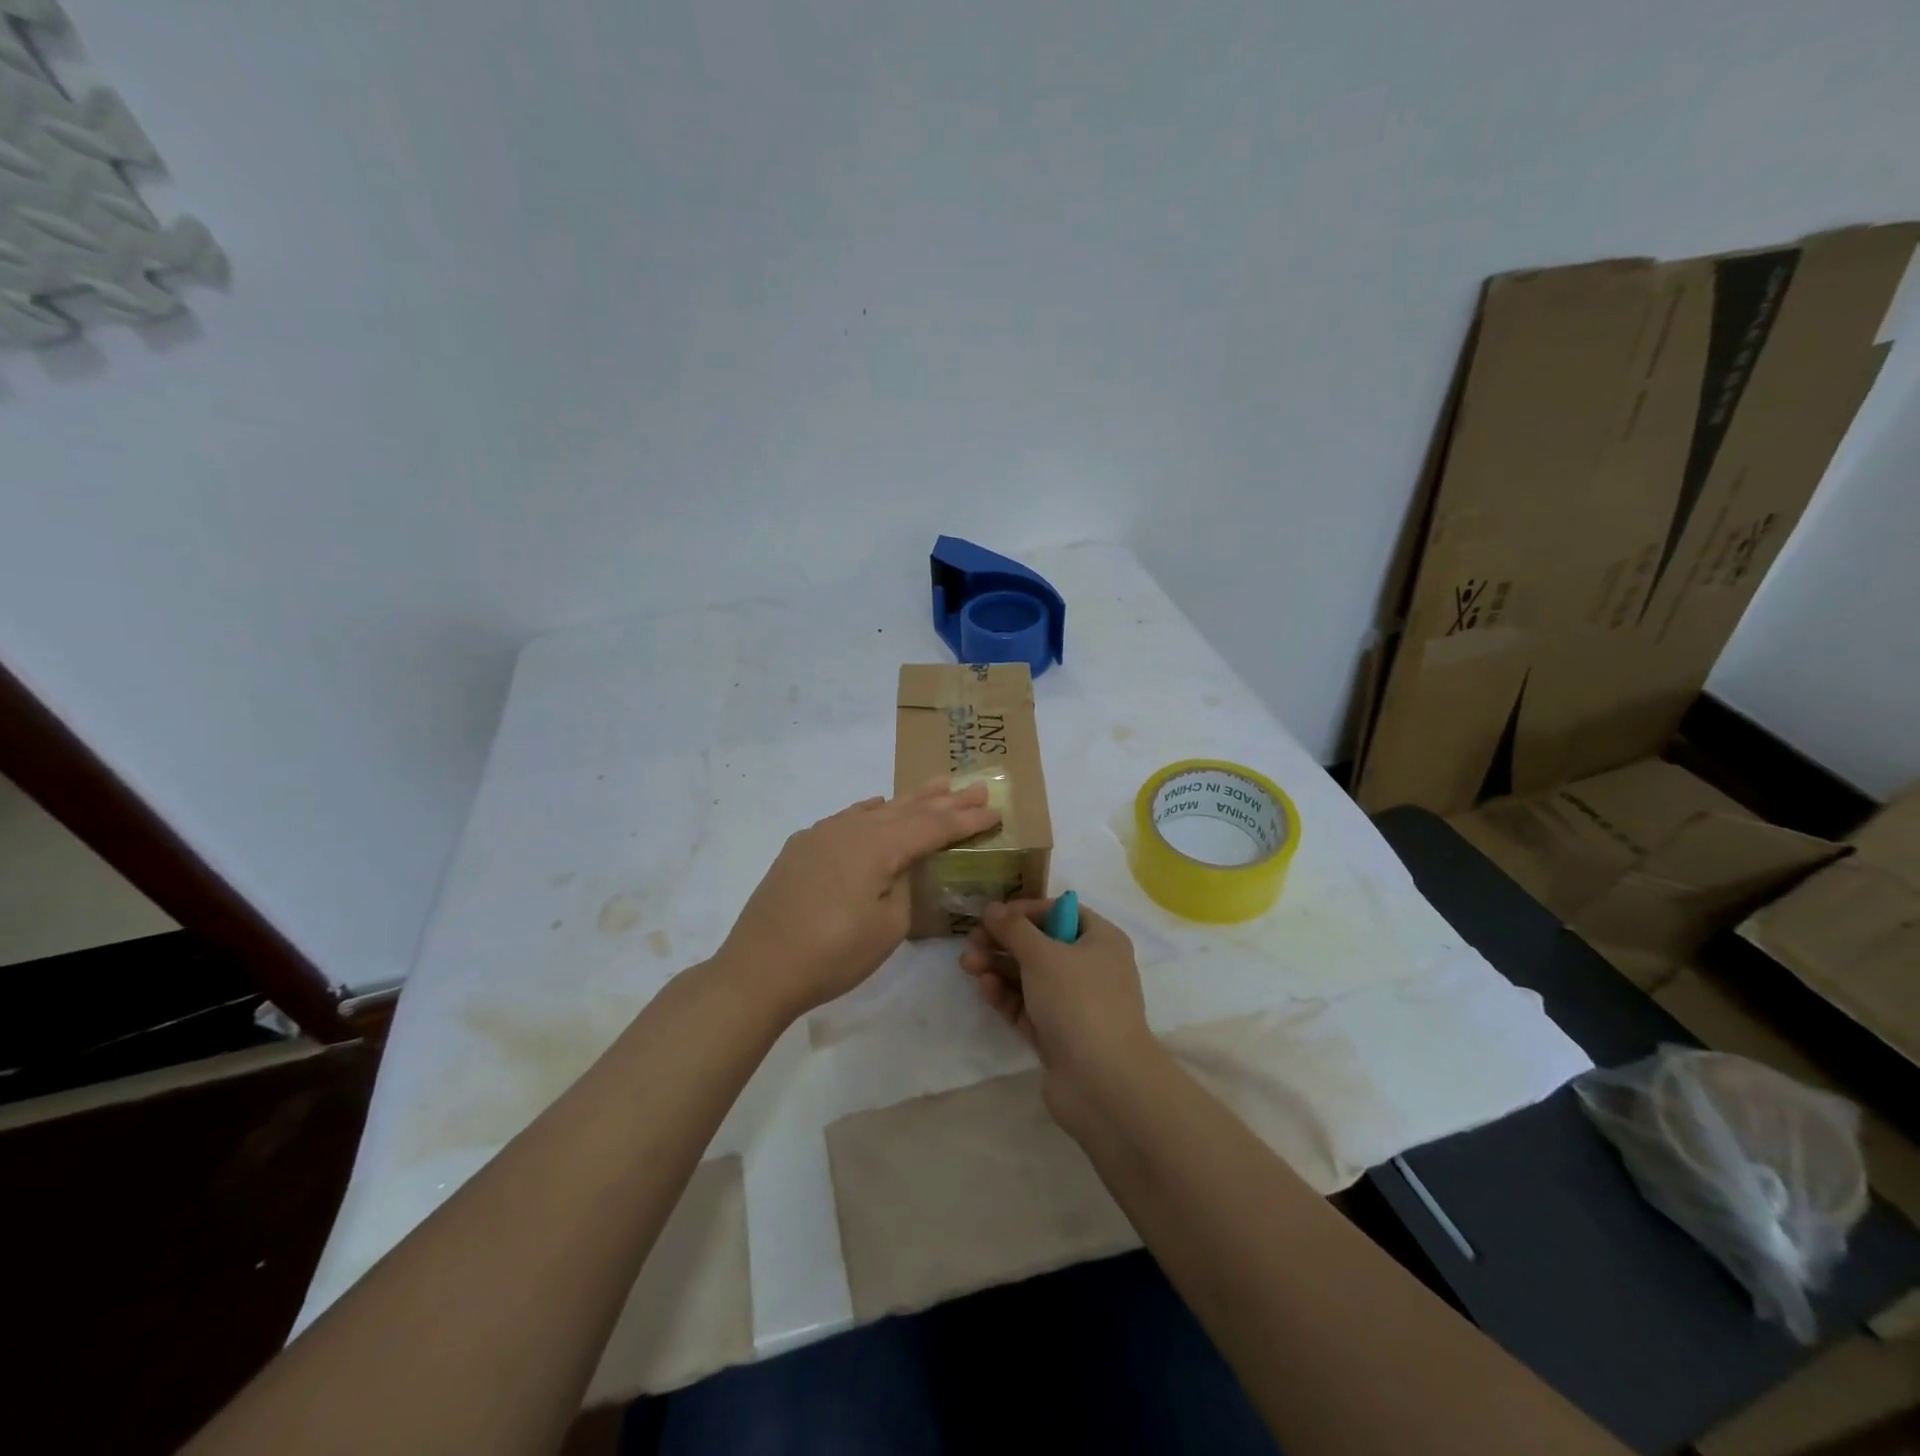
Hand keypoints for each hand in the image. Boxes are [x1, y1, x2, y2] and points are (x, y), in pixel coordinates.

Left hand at [719, 779, 999, 1019]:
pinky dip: (870, 811)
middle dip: (944, 800)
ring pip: (876, 810)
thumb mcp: (887, 927)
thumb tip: (900, 865)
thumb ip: (903, 885)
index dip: (965, 820)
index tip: (994, 809)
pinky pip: (847, 818)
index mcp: (877, 847)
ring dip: (909, 800)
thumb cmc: (832, 955)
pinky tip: (878, 805)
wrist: (759, 970)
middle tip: (975, 786)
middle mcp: (850, 829)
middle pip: (907, 810)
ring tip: (937, 785)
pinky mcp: (802, 848)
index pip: (932, 827)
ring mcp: (822, 835)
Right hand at [959, 897, 1160, 1134]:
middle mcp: (1091, 968)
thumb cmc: (1079, 1002)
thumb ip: (1014, 929)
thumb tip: (993, 908)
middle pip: (1041, 945)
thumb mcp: (1043, 955)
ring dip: (999, 967)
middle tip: (971, 941)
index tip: (994, 915)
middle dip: (1004, 941)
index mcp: (1101, 940)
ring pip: (1030, 977)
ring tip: (968, 964)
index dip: (1026, 910)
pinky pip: (1028, 1006)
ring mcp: (1074, 1004)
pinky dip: (1006, 996)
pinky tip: (985, 988)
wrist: (1103, 1083)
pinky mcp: (1057, 1034)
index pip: (1060, 913)